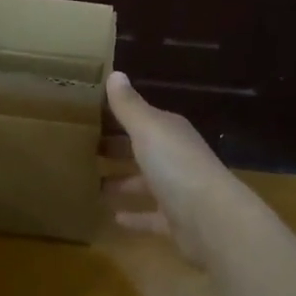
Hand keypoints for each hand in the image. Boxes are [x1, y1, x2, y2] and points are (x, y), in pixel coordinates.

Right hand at [103, 71, 233, 263]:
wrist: (211, 219)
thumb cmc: (176, 165)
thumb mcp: (148, 129)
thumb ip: (129, 105)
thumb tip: (116, 73)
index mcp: (170, 131)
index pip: (142, 118)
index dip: (118, 117)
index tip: (89, 117)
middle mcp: (176, 157)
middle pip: (143, 149)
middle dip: (117, 148)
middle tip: (84, 150)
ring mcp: (178, 190)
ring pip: (145, 183)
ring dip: (122, 182)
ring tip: (92, 183)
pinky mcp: (176, 222)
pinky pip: (150, 217)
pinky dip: (134, 217)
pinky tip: (113, 218)